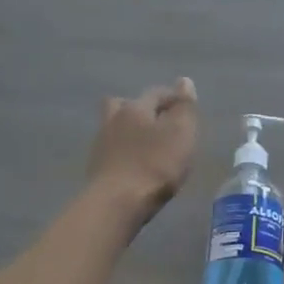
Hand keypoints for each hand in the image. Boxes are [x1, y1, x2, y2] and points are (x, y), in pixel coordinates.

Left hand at [86, 78, 199, 219]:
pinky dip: (124, 151)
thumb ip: (184, 107)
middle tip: (159, 122)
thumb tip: (184, 81)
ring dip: (130, 130)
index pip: (156, 93)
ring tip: (147, 144)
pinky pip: (112, 149)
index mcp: (136, 107)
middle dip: (142, 108)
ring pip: (116, 126)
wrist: (117, 202)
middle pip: (126, 104)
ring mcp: (101, 144)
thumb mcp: (181, 132)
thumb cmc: (156, 164)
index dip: (173, 98)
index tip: (187, 109)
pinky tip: (134, 163)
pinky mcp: (97, 167)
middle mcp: (114, 119)